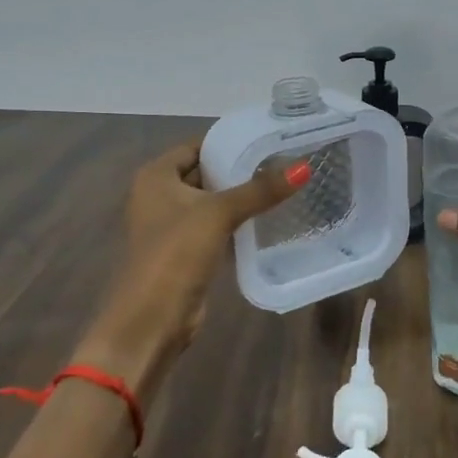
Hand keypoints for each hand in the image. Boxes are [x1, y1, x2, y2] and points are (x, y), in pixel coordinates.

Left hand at [82, 140, 304, 391]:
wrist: (152, 319)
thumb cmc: (176, 253)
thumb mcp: (218, 214)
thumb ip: (260, 190)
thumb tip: (304, 166)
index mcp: (155, 176)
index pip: (197, 146)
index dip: (230, 142)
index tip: (269, 138)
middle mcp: (159, 195)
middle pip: (205, 172)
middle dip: (239, 169)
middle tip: (283, 160)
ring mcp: (171, 224)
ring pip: (211, 201)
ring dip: (239, 197)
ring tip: (282, 184)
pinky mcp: (186, 250)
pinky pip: (215, 226)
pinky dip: (236, 221)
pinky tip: (267, 217)